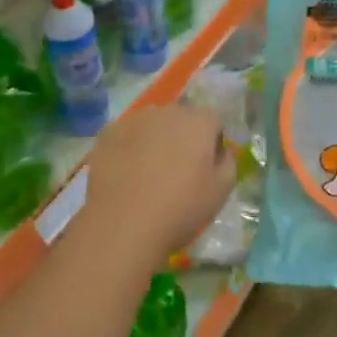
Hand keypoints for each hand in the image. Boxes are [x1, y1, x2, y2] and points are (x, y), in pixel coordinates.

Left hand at [80, 102, 234, 261]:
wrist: (122, 226)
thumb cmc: (180, 209)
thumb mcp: (221, 192)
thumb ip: (228, 163)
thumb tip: (219, 152)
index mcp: (198, 121)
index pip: (213, 123)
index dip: (211, 145)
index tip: (204, 171)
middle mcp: (167, 111)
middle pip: (181, 119)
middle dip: (182, 138)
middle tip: (176, 172)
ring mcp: (134, 119)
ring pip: (152, 125)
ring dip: (155, 140)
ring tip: (147, 174)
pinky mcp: (107, 133)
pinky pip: (126, 135)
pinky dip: (129, 148)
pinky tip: (126, 175)